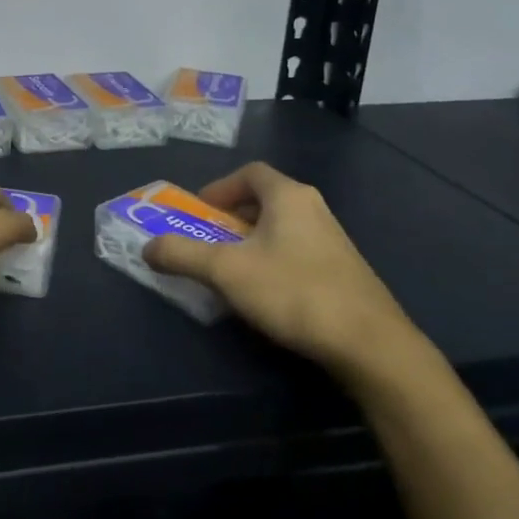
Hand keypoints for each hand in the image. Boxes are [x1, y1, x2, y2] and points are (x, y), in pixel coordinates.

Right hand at [144, 162, 416, 380]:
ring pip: (282, 228)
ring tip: (231, 270)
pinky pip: (298, 252)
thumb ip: (181, 255)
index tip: (199, 212)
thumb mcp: (226, 271)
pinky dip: (274, 262)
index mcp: (288, 196)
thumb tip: (147, 247)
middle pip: (265, 199)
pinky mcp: (344, 273)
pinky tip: (266, 295)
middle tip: (207, 241)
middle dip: (231, 217)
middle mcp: (314, 209)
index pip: (249, 173)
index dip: (219, 187)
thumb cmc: (293, 292)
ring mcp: (334, 242)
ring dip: (252, 242)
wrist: (371, 345)